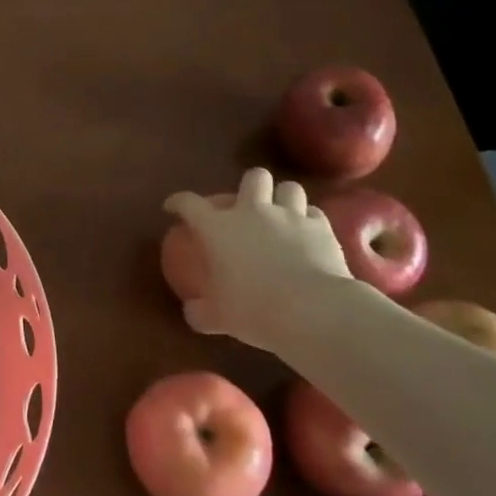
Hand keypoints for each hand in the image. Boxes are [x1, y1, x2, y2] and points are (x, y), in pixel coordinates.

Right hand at [165, 167, 350, 346]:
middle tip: (247, 205)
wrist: (312, 312)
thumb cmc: (254, 310)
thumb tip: (192, 312)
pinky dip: (309, 220)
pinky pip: (314, 213)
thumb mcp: (218, 317)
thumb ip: (201, 312)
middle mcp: (252, 211)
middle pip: (252, 177)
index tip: (173, 208)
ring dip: (283, 198)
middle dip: (250, 185)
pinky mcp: (321, 229)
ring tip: (282, 215)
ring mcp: (290, 217)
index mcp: (217, 227)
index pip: (189, 203)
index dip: (178, 202)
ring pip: (289, 188)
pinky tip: (307, 235)